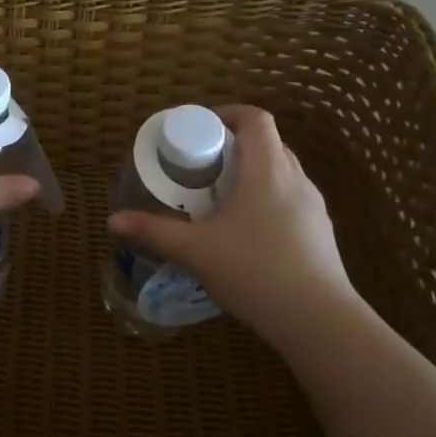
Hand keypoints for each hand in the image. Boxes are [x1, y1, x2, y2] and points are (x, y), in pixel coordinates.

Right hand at [107, 105, 361, 337]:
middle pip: (268, 144)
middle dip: (234, 146)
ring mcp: (314, 208)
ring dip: (251, 175)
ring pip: (281, 173)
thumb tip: (113, 220)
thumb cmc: (255, 272)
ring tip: (220, 199)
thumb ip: (154, 232)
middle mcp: (296, 180)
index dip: (227, 114)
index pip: (256, 119)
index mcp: (268, 172)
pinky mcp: (321, 234)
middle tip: (201, 166)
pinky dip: (266, 200)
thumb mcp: (196, 251)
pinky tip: (246, 233)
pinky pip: (290, 200)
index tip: (200, 128)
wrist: (319, 322)